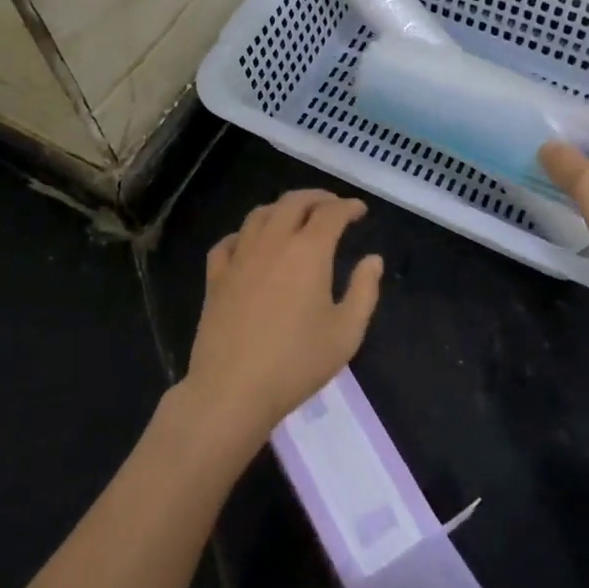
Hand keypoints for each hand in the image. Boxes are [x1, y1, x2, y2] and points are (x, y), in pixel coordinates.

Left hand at [183, 190, 383, 443]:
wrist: (233, 389)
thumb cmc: (297, 362)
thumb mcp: (346, 332)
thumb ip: (364, 291)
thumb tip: (373, 260)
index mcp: (308, 251)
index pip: (331, 213)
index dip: (348, 206)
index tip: (360, 210)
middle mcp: (273, 242)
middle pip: (293, 202)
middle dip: (317, 198)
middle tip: (332, 205)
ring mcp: (240, 257)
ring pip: (259, 214)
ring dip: (282, 208)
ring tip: (294, 216)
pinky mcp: (215, 277)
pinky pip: (228, 242)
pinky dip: (244, 233)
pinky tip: (249, 243)